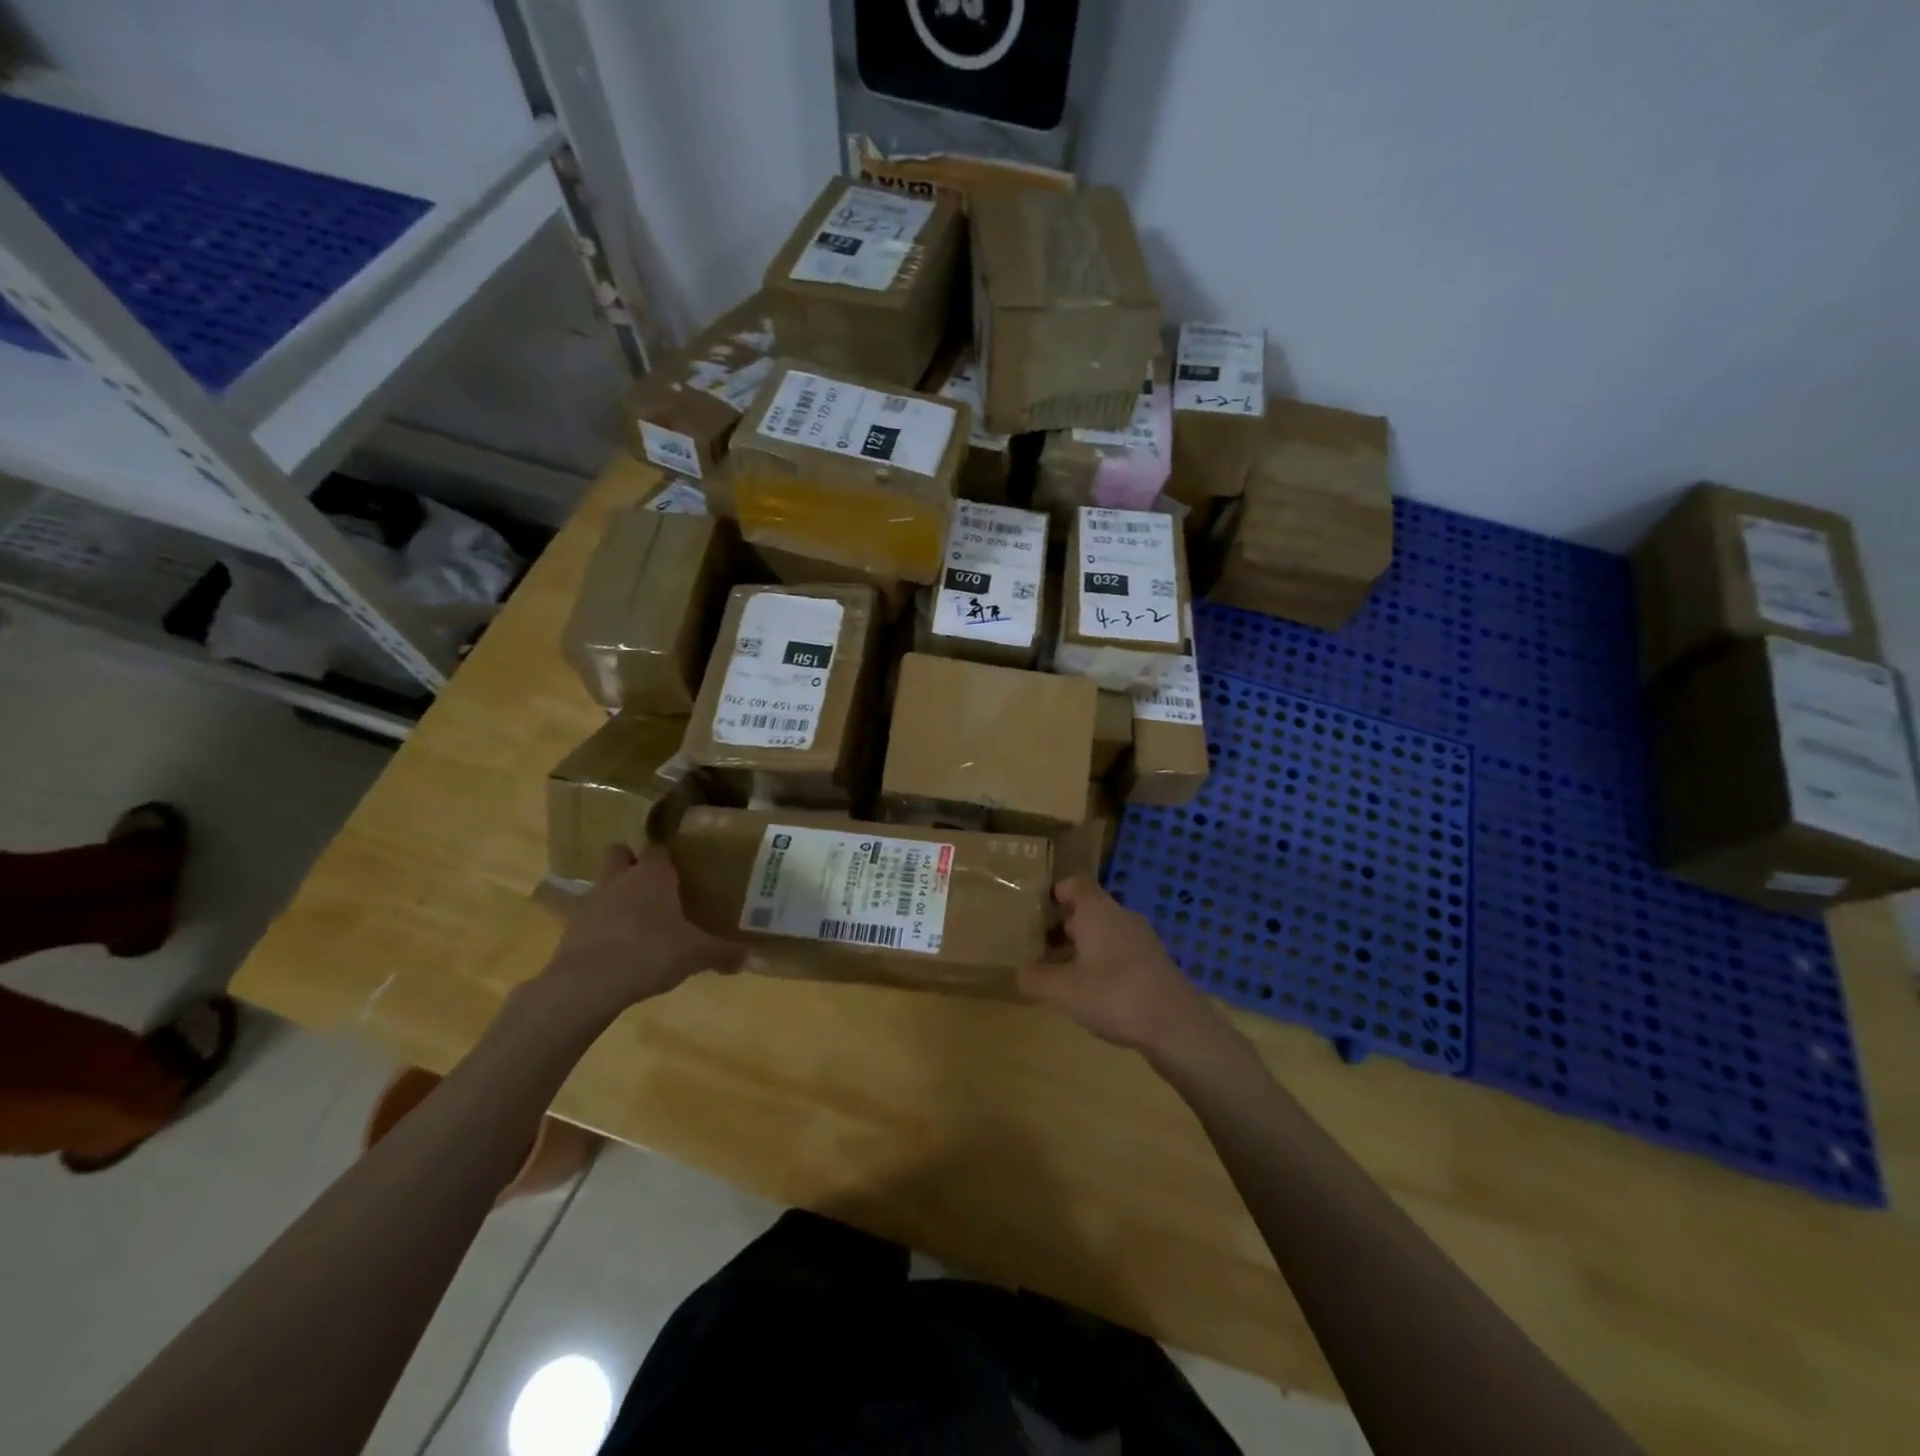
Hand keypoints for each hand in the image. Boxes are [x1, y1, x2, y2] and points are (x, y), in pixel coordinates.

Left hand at [538, 845, 743, 1021]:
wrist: (588, 983)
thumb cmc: (651, 952)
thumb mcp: (696, 954)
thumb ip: (722, 953)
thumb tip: (749, 957)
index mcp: (654, 875)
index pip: (659, 848)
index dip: (668, 856)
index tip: (681, 869)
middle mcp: (621, 878)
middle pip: (620, 853)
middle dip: (632, 862)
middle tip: (651, 884)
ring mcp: (592, 900)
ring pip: (602, 882)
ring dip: (614, 893)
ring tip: (634, 917)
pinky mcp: (571, 927)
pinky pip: (588, 916)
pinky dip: (600, 924)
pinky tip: (615, 945)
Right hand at [1019, 879, 1223, 1059]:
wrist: (1178, 1027)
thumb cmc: (1115, 995)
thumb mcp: (1065, 990)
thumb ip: (1037, 978)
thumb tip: (1019, 972)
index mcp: (1098, 911)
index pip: (1075, 884)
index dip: (1054, 891)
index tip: (1034, 909)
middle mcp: (1121, 917)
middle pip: (1087, 909)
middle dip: (1061, 925)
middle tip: (1036, 945)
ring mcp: (1141, 941)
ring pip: (1103, 932)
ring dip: (1080, 947)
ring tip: (1058, 972)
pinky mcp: (1152, 964)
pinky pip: (1118, 952)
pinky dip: (1100, 963)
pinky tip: (1090, 991)